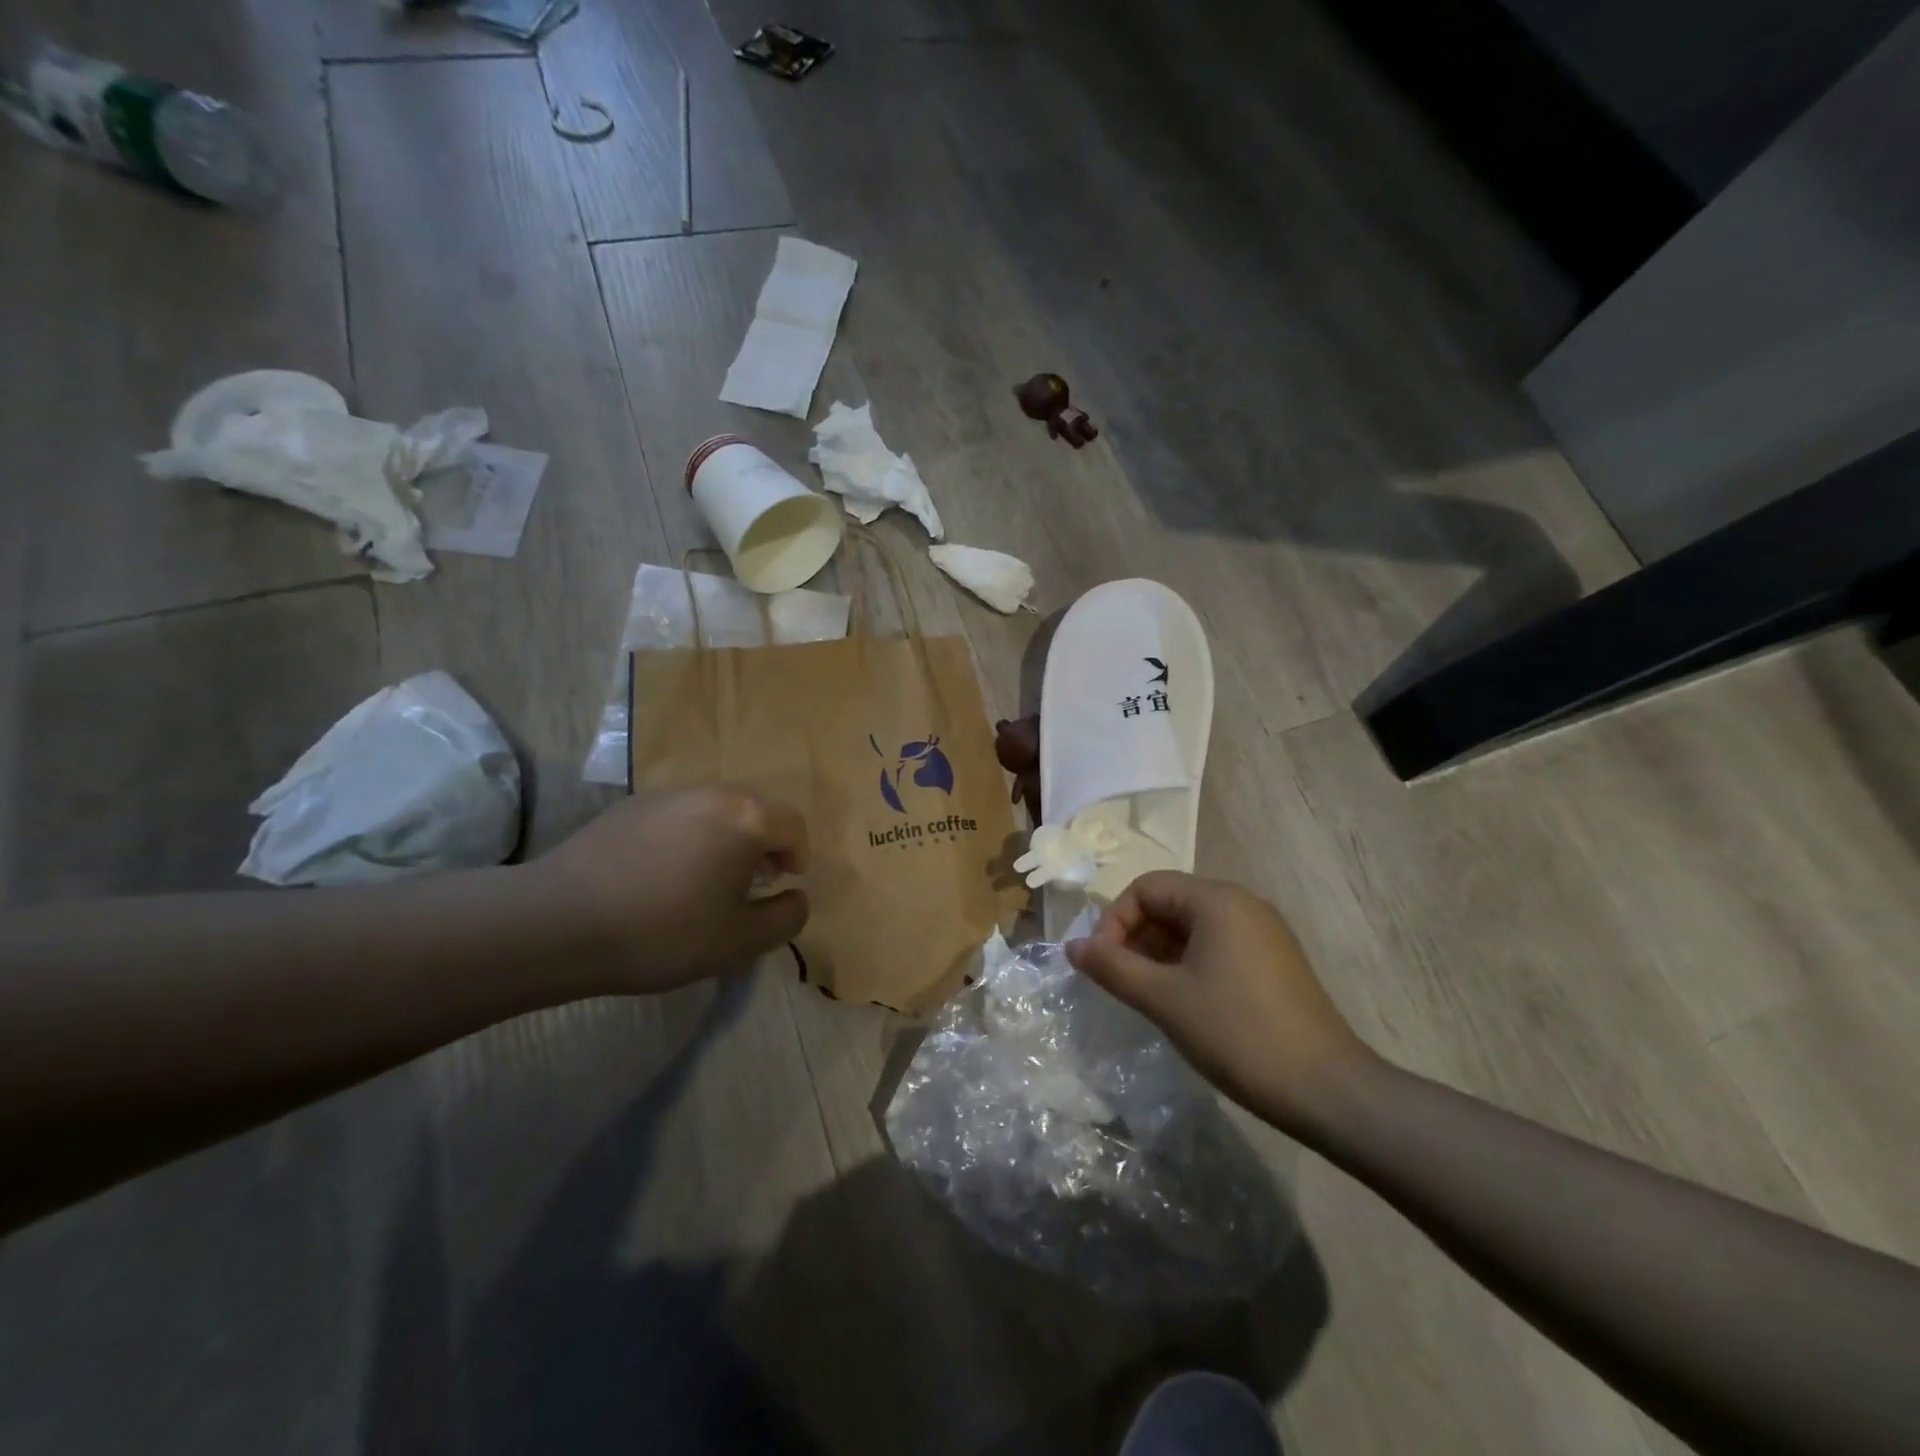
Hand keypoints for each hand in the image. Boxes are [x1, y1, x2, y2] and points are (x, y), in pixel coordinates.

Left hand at [531, 787, 809, 992]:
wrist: (560, 922)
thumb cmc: (665, 932)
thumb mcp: (739, 941)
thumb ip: (785, 918)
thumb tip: (797, 897)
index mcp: (746, 818)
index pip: (792, 825)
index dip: (798, 855)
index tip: (786, 883)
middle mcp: (711, 793)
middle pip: (754, 811)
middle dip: (761, 845)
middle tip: (751, 884)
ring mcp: (666, 795)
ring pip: (713, 812)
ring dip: (723, 841)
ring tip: (705, 882)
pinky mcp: (628, 806)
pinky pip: (676, 817)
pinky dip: (685, 839)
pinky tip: (660, 878)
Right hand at [1066, 871, 1377, 1136]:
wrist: (1328, 1090)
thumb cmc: (1238, 1034)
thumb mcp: (1164, 1000)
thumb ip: (1113, 967)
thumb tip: (1071, 946)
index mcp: (1217, 900)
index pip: (1147, 887)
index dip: (1114, 920)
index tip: (1103, 963)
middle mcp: (1242, 905)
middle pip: (1169, 903)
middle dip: (1135, 937)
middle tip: (1120, 981)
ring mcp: (1263, 934)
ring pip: (1191, 927)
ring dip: (1158, 953)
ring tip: (1145, 995)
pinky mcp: (1273, 962)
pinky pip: (1216, 946)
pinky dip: (1187, 965)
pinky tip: (1181, 1003)